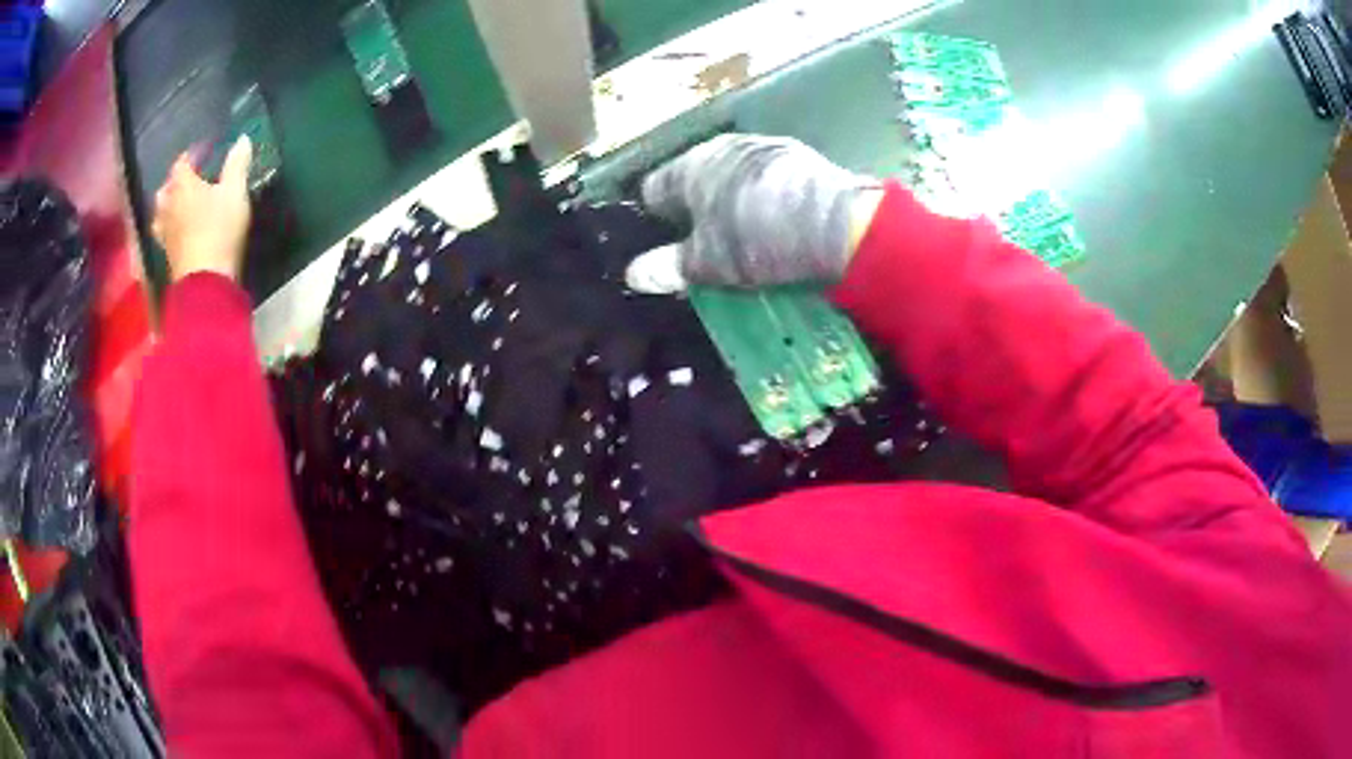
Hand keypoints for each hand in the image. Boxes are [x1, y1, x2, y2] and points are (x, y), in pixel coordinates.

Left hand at [152, 136, 252, 282]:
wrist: (205, 281)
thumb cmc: (219, 228)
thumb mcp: (235, 191)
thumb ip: (237, 164)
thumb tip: (243, 138)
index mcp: (182, 185)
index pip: (182, 162)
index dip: (193, 155)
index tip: (205, 152)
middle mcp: (167, 205)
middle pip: (166, 188)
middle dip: (176, 181)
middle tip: (189, 180)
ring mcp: (164, 232)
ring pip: (161, 212)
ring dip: (168, 206)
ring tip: (179, 205)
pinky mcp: (166, 254)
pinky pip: (163, 233)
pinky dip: (169, 227)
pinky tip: (177, 229)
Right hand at [629, 134, 878, 290]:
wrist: (835, 222)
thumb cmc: (757, 240)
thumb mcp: (708, 263)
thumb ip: (668, 267)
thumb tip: (632, 275)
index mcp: (689, 167)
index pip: (653, 190)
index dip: (653, 220)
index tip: (664, 244)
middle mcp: (720, 146)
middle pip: (693, 177)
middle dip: (694, 207)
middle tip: (705, 243)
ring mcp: (761, 145)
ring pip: (730, 173)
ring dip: (729, 197)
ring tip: (744, 231)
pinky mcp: (796, 154)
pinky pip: (764, 175)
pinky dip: (762, 193)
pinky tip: (777, 217)